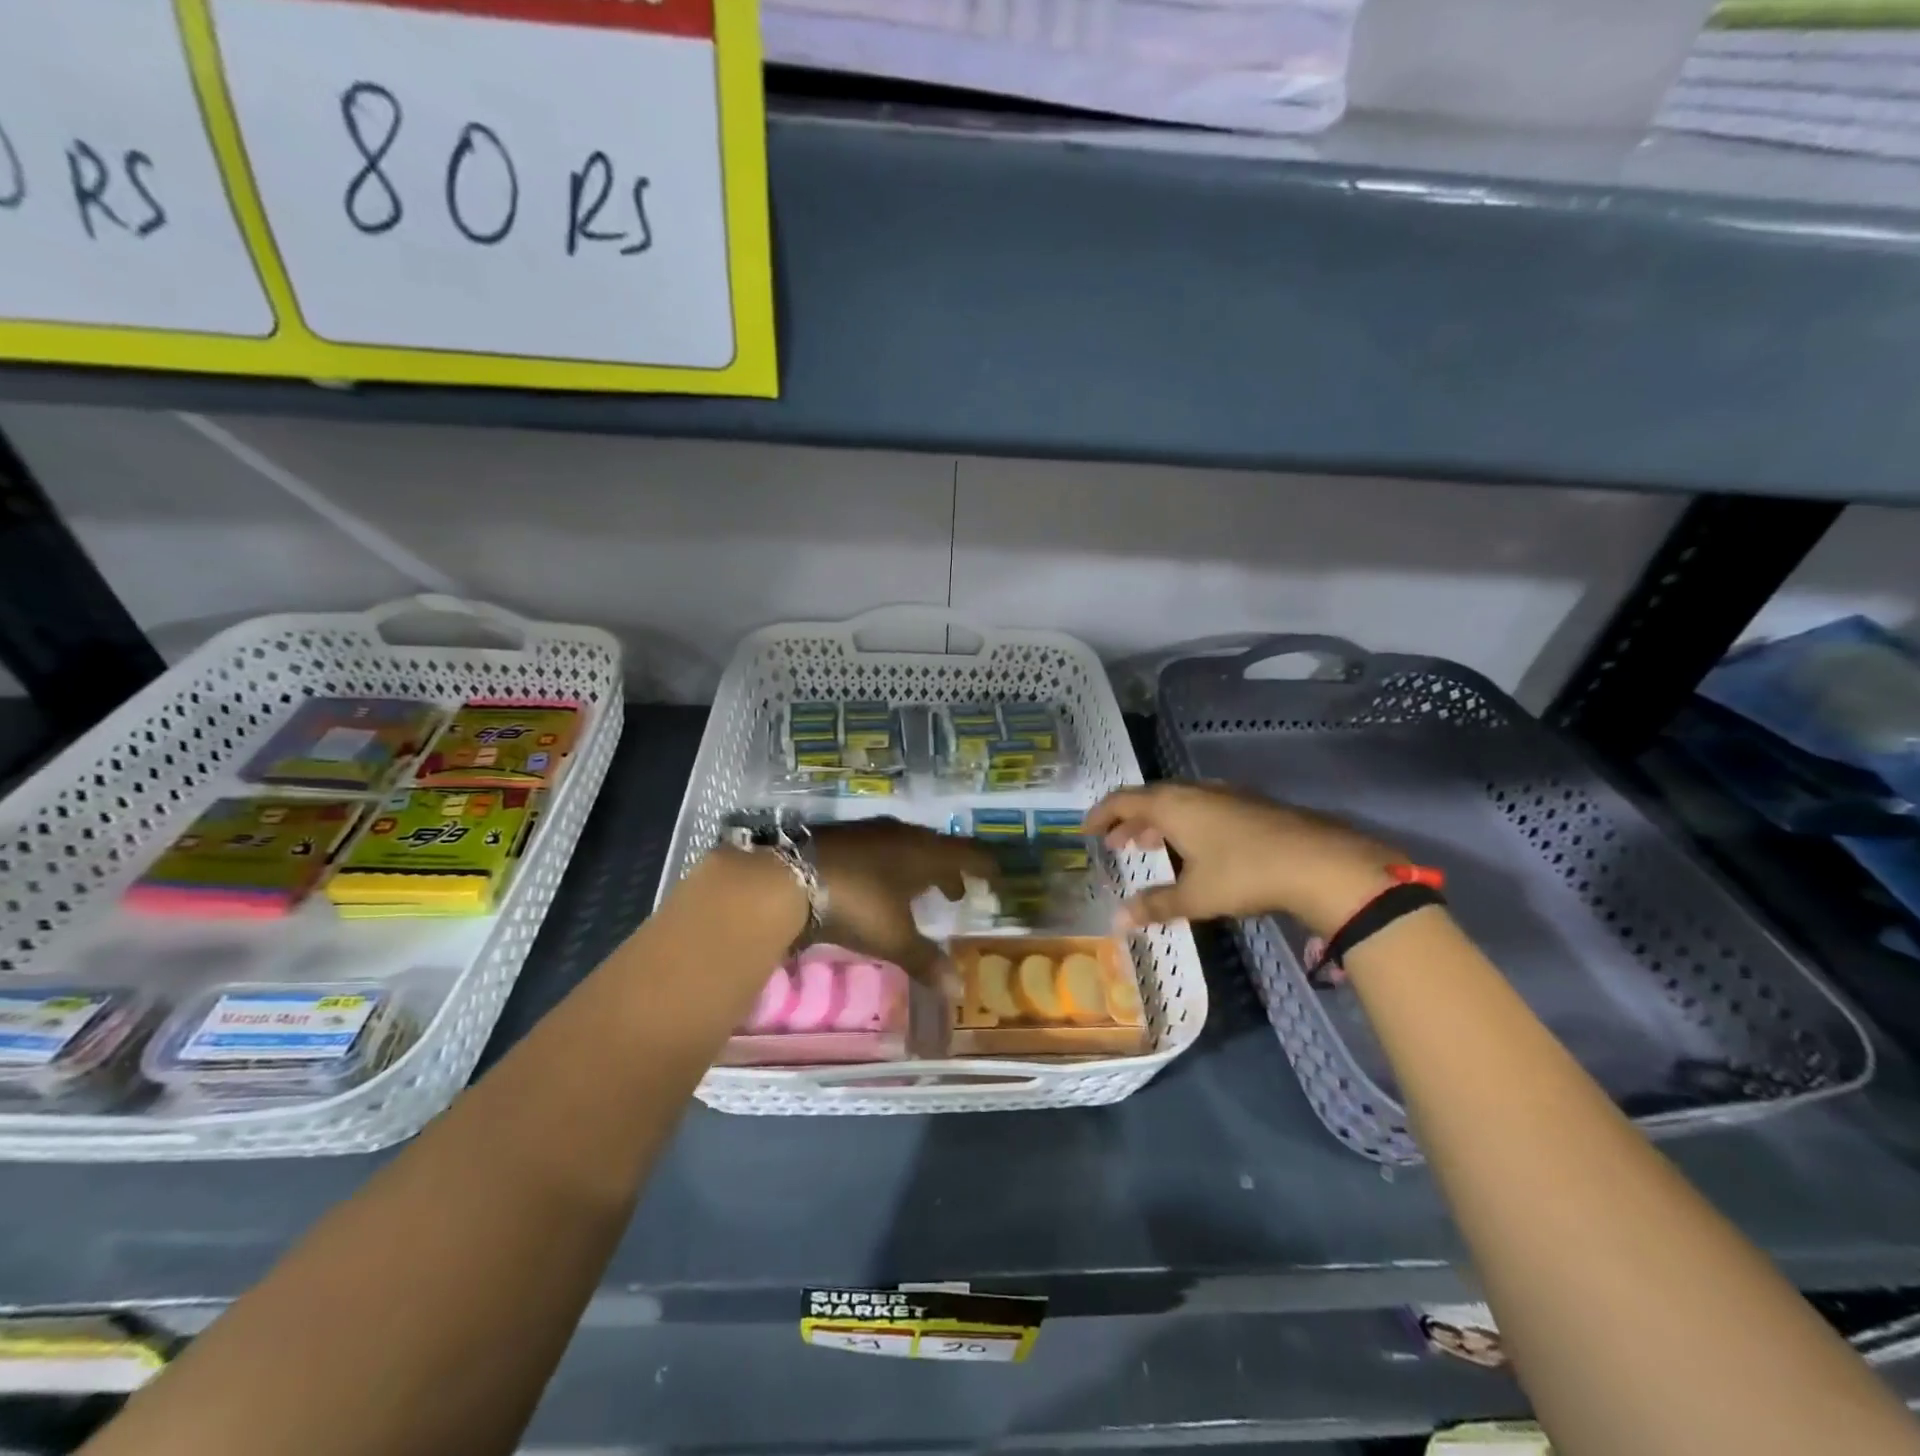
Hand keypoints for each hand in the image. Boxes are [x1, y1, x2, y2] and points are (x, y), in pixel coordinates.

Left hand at [811, 819, 996, 982]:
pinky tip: (880, 885)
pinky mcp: (842, 837)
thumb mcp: (894, 937)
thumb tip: (958, 990)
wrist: (791, 878)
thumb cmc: (858, 905)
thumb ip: (926, 960)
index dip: (984, 866)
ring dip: (919, 868)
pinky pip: (880, 849)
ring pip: (906, 847)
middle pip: (937, 849)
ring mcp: (870, 832)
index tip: (996, 877)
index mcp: (925, 853)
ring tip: (920, 891)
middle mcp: (903, 835)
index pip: (967, 854)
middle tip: (957, 893)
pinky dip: (890, 866)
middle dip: (950, 870)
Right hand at [1087, 782, 1403, 936]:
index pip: (1123, 800)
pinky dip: (1184, 823)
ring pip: (1178, 802)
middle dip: (1129, 820)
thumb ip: (1155, 905)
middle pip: (1150, 798)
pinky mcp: (1249, 804)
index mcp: (1172, 805)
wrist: (1318, 861)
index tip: (1086, 829)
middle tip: (1115, 843)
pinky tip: (1195, 847)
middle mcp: (1194, 792)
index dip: (1101, 814)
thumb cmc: (1244, 874)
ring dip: (1158, 822)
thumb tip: (1117, 920)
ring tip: (1149, 845)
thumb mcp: (1195, 895)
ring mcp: (1224, 795)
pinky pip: (1201, 807)